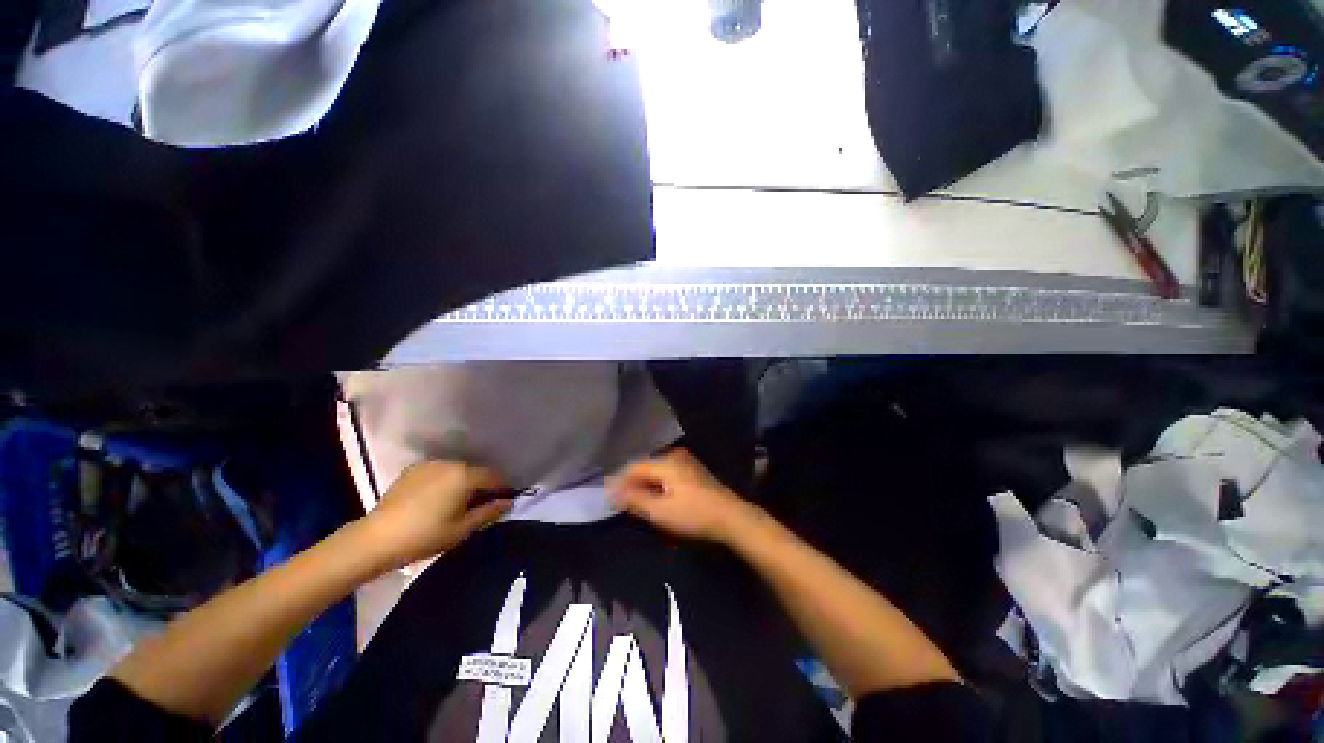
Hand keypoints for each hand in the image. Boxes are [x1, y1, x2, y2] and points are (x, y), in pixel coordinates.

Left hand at [365, 460, 511, 567]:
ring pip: (456, 471)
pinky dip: (444, 482)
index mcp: (465, 476)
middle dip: (481, 486)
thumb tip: (507, 502)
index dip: (501, 489)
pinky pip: (438, 473)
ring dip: (462, 483)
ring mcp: (430, 465)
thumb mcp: (462, 529)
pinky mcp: (413, 470)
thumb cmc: (425, 535)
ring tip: (457, 503)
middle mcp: (450, 463)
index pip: (493, 477)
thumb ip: (489, 513)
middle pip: (475, 472)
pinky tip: (436, 499)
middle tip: (480, 506)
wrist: (376, 538)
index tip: (503, 502)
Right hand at [608, 449, 756, 542]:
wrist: (731, 517)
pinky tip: (656, 495)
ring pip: (655, 469)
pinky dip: (657, 482)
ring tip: (636, 500)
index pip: (634, 466)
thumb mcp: (661, 511)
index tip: (609, 496)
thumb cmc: (694, 515)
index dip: (619, 481)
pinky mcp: (692, 468)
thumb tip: (611, 491)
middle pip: (645, 465)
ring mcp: (685, 460)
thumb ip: (635, 499)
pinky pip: (666, 471)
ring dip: (644, 483)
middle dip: (631, 482)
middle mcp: (674, 455)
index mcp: (666, 461)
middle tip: (621, 501)